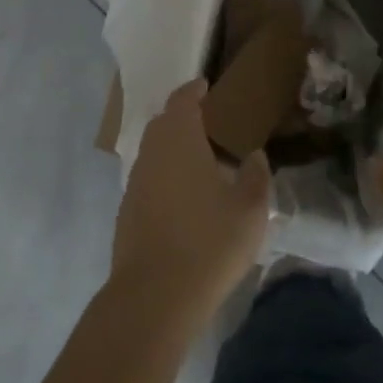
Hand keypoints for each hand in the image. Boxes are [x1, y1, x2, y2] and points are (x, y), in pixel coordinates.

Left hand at [111, 80, 270, 330]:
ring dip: (174, 149)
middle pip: (163, 124)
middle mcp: (152, 154)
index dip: (194, 90)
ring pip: (154, 152)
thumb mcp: (250, 209)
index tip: (206, 86)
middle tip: (210, 124)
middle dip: (183, 118)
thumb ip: (255, 176)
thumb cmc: (209, 242)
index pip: (182, 101)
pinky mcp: (127, 213)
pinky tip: (185, 199)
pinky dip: (166, 176)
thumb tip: (254, 156)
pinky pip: (149, 179)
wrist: (154, 297)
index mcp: (179, 140)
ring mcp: (135, 184)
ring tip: (202, 163)